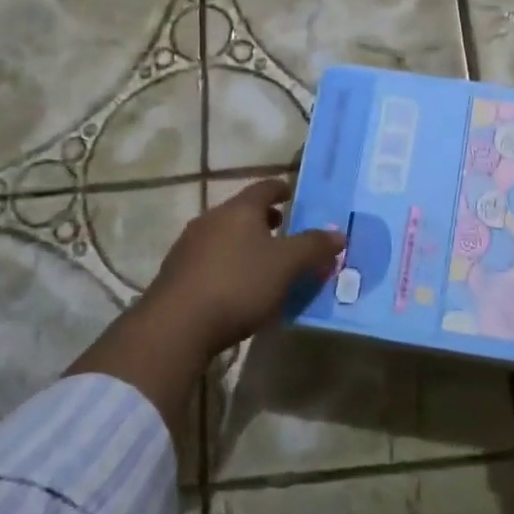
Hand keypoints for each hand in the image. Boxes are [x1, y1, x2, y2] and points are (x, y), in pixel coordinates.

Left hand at [137, 178, 344, 360]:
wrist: (176, 326)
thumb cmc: (239, 284)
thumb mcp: (287, 266)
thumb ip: (314, 247)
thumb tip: (338, 233)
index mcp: (239, 210)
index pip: (264, 188)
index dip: (281, 189)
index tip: (292, 194)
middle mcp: (211, 219)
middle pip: (242, 212)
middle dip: (265, 220)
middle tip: (284, 231)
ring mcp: (189, 246)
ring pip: (225, 236)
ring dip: (246, 244)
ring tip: (264, 263)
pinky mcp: (176, 274)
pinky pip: (211, 260)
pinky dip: (229, 265)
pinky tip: (238, 287)